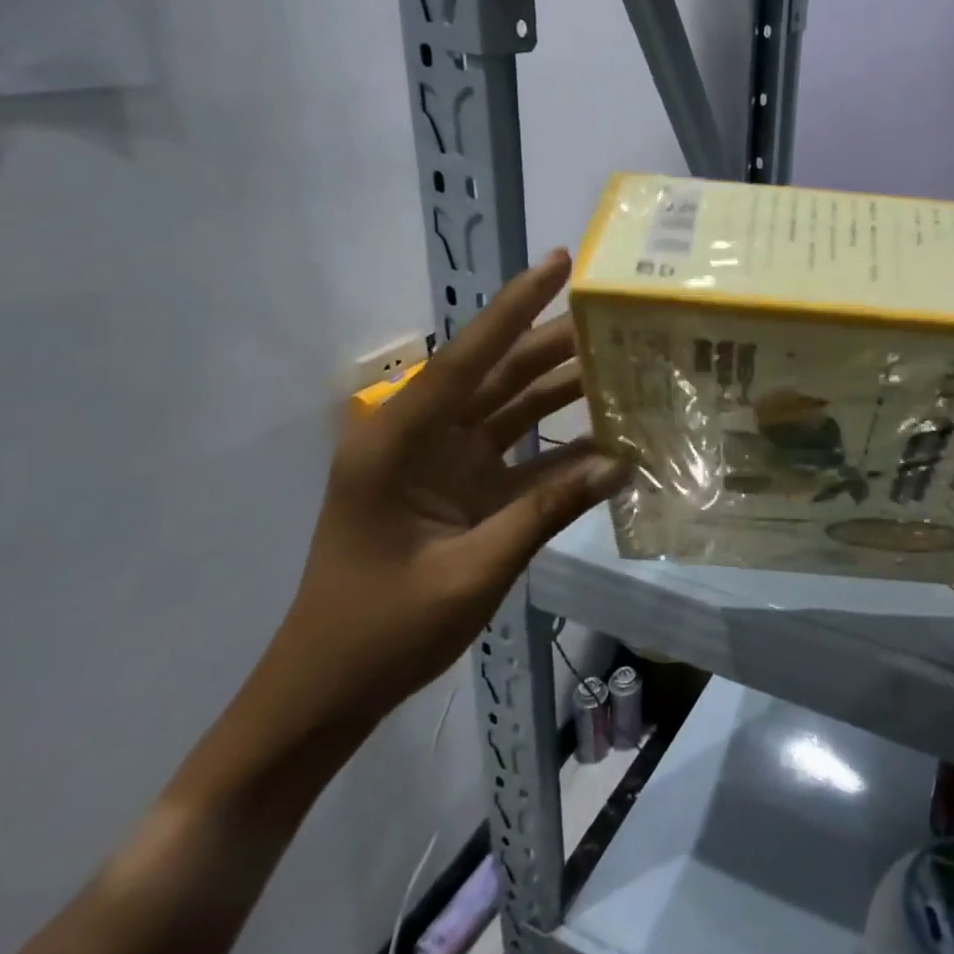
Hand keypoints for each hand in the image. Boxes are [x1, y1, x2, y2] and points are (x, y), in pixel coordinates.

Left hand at [263, 250, 627, 732]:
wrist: (327, 692)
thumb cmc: (381, 630)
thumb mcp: (472, 571)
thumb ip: (547, 510)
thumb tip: (622, 462)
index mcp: (400, 441)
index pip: (469, 357)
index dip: (517, 306)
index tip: (561, 261)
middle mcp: (422, 437)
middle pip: (499, 374)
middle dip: (557, 343)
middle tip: (620, 318)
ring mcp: (444, 463)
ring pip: (514, 407)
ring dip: (565, 387)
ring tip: (626, 362)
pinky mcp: (464, 489)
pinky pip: (521, 452)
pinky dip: (562, 444)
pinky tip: (610, 435)